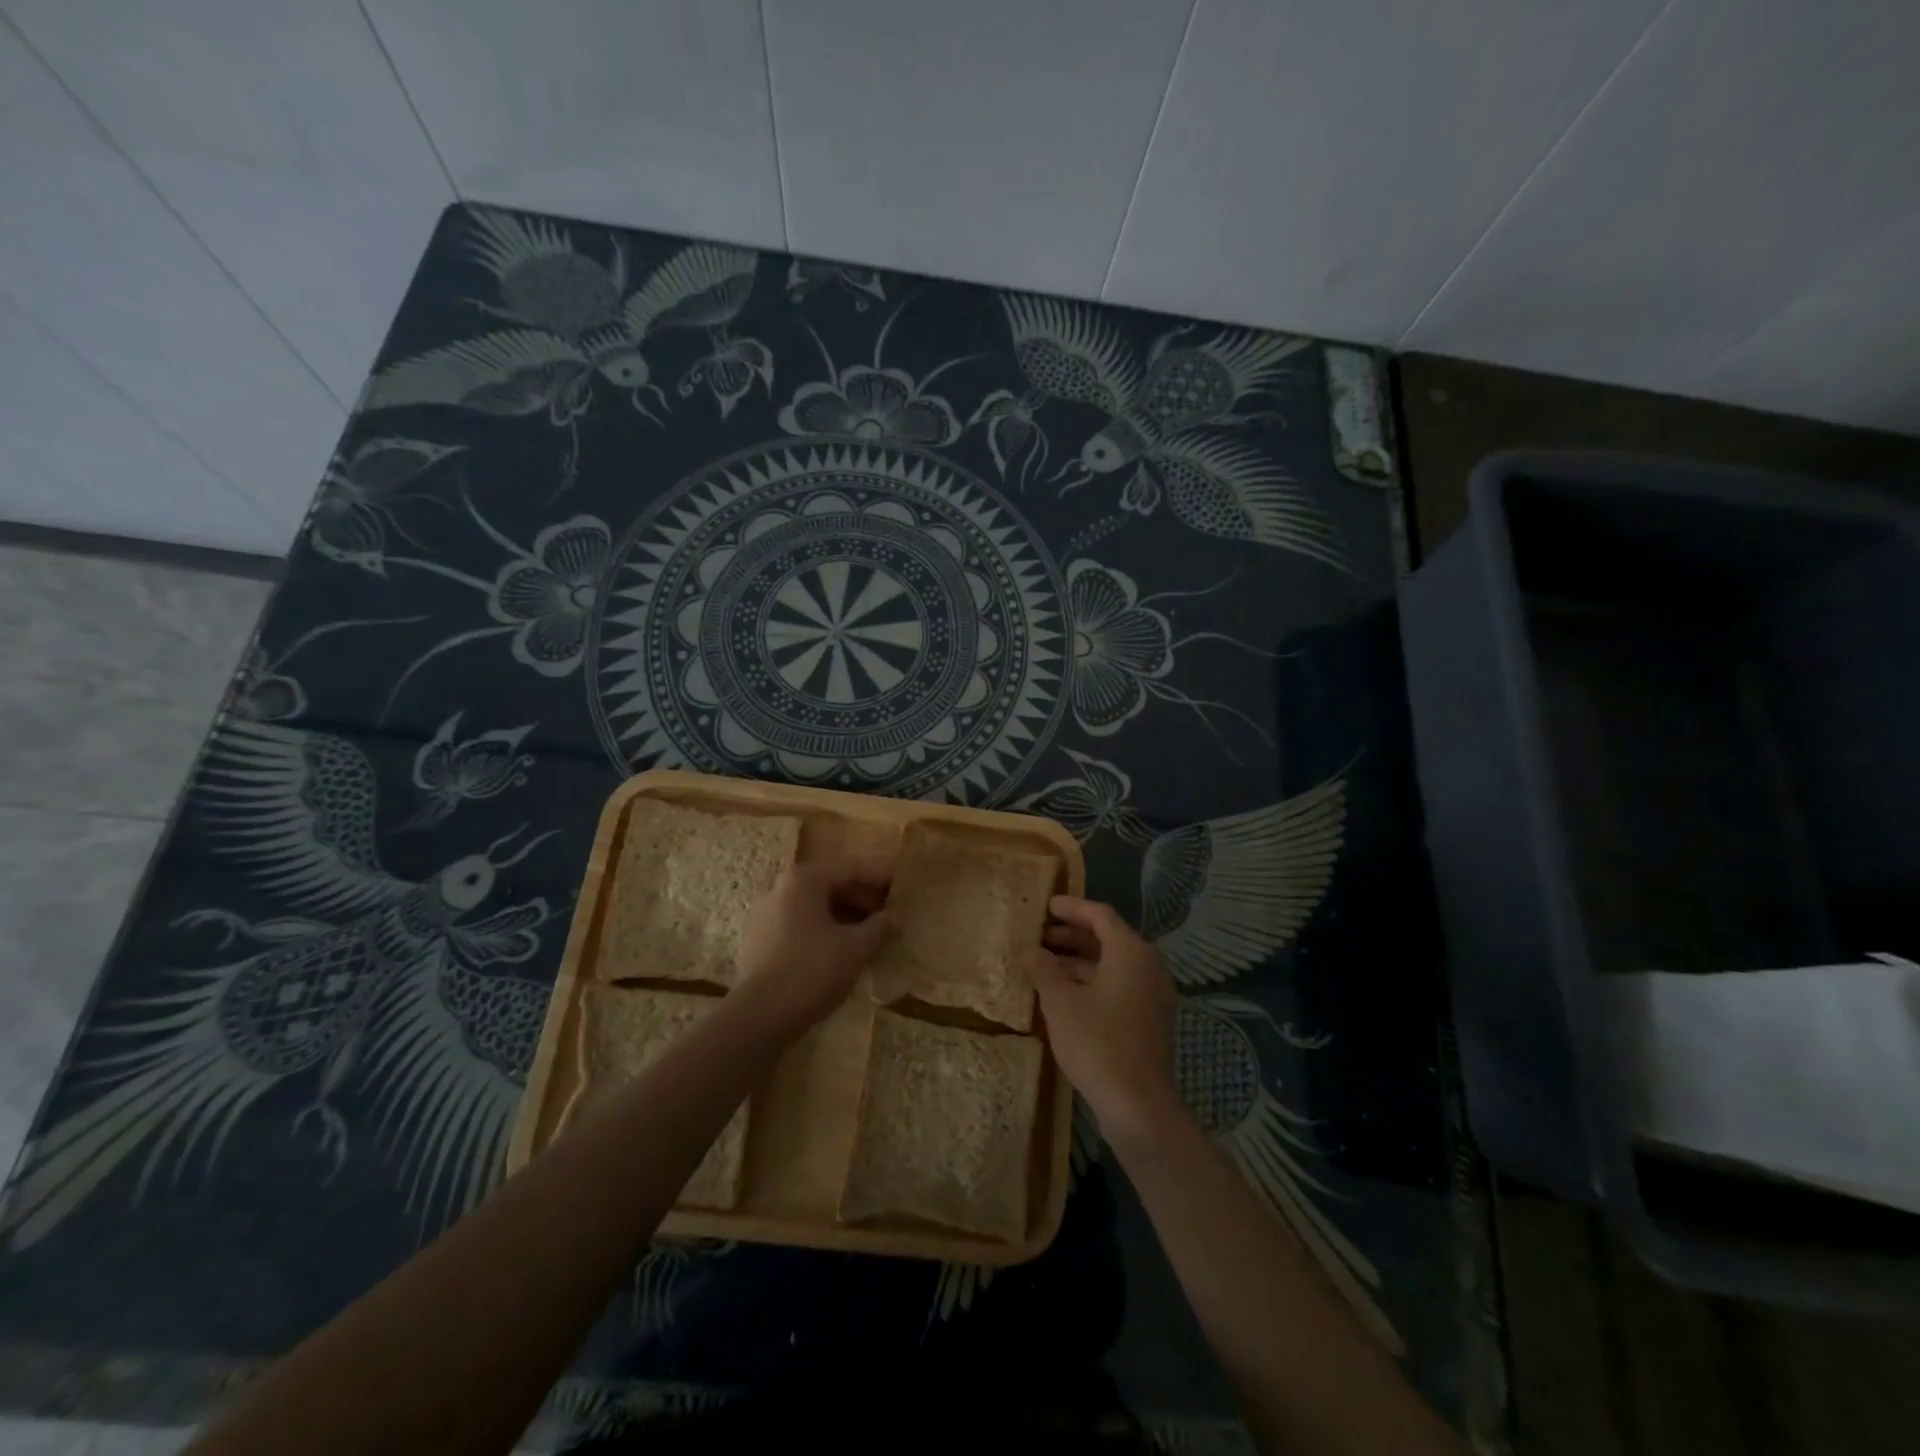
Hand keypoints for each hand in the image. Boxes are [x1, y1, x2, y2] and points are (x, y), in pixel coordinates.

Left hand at [733, 860, 890, 1033]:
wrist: (759, 1017)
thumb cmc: (813, 971)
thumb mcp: (856, 948)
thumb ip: (880, 926)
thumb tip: (896, 916)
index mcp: (803, 880)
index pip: (850, 869)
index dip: (878, 878)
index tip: (900, 886)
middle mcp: (779, 888)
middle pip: (828, 885)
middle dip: (859, 898)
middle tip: (886, 914)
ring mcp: (763, 915)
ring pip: (811, 907)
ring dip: (840, 916)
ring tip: (865, 935)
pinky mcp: (756, 941)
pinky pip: (796, 926)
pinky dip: (819, 931)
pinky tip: (836, 951)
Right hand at [1029, 896, 1180, 1147]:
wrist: (1138, 1105)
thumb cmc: (1097, 1043)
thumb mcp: (1060, 1002)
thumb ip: (1044, 969)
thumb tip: (1033, 951)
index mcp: (1131, 951)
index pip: (1100, 915)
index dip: (1071, 908)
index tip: (1046, 907)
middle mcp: (1148, 966)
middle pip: (1108, 938)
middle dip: (1072, 935)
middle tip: (1040, 935)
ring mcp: (1152, 994)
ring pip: (1112, 964)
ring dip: (1079, 960)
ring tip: (1044, 965)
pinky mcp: (1149, 1018)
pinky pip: (1119, 985)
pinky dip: (1092, 981)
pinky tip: (1064, 994)